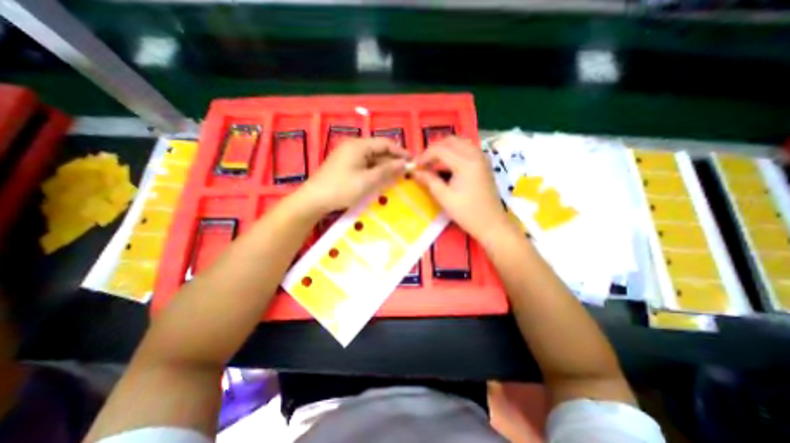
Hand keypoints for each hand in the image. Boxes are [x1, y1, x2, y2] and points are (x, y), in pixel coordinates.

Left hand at [295, 137, 407, 215]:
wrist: (314, 199)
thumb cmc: (342, 189)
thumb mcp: (367, 181)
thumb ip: (387, 170)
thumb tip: (404, 163)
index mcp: (359, 145)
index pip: (385, 143)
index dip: (400, 152)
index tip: (412, 162)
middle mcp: (354, 146)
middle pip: (379, 150)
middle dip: (392, 161)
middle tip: (406, 173)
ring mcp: (348, 155)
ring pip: (372, 159)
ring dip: (384, 167)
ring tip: (396, 178)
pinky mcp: (345, 165)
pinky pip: (365, 165)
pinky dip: (374, 171)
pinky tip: (381, 180)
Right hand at [411, 137, 508, 242]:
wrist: (491, 224)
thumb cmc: (467, 213)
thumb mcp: (444, 197)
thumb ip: (429, 180)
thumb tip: (414, 171)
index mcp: (466, 163)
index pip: (440, 150)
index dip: (425, 156)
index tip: (414, 166)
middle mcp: (475, 154)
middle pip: (450, 141)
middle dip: (434, 149)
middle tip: (423, 163)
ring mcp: (482, 157)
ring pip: (459, 142)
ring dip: (444, 149)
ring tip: (433, 162)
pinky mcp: (484, 163)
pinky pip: (466, 148)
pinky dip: (454, 151)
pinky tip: (447, 164)